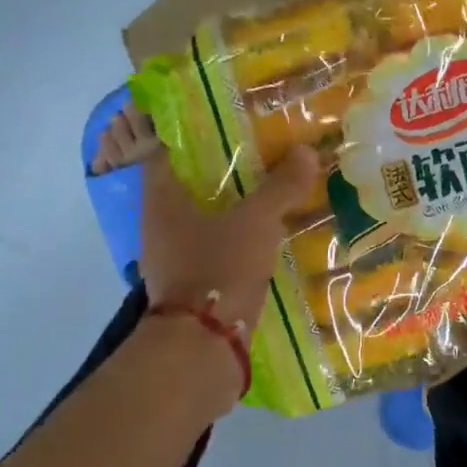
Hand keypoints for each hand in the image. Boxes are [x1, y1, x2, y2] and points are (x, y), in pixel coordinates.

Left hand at [96, 104, 318, 335]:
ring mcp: (174, 257)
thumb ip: (281, 187)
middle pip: (190, 186)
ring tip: (272, 191)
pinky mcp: (193, 284)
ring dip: (233, 207)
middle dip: (224, 171)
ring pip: (205, 219)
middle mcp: (160, 225)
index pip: (168, 152)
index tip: (227, 123)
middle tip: (262, 153)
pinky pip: (216, 248)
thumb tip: (306, 151)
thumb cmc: (219, 267)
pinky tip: (269, 235)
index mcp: (162, 200)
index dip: (194, 134)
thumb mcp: (257, 221)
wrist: (203, 344)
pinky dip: (238, 238)